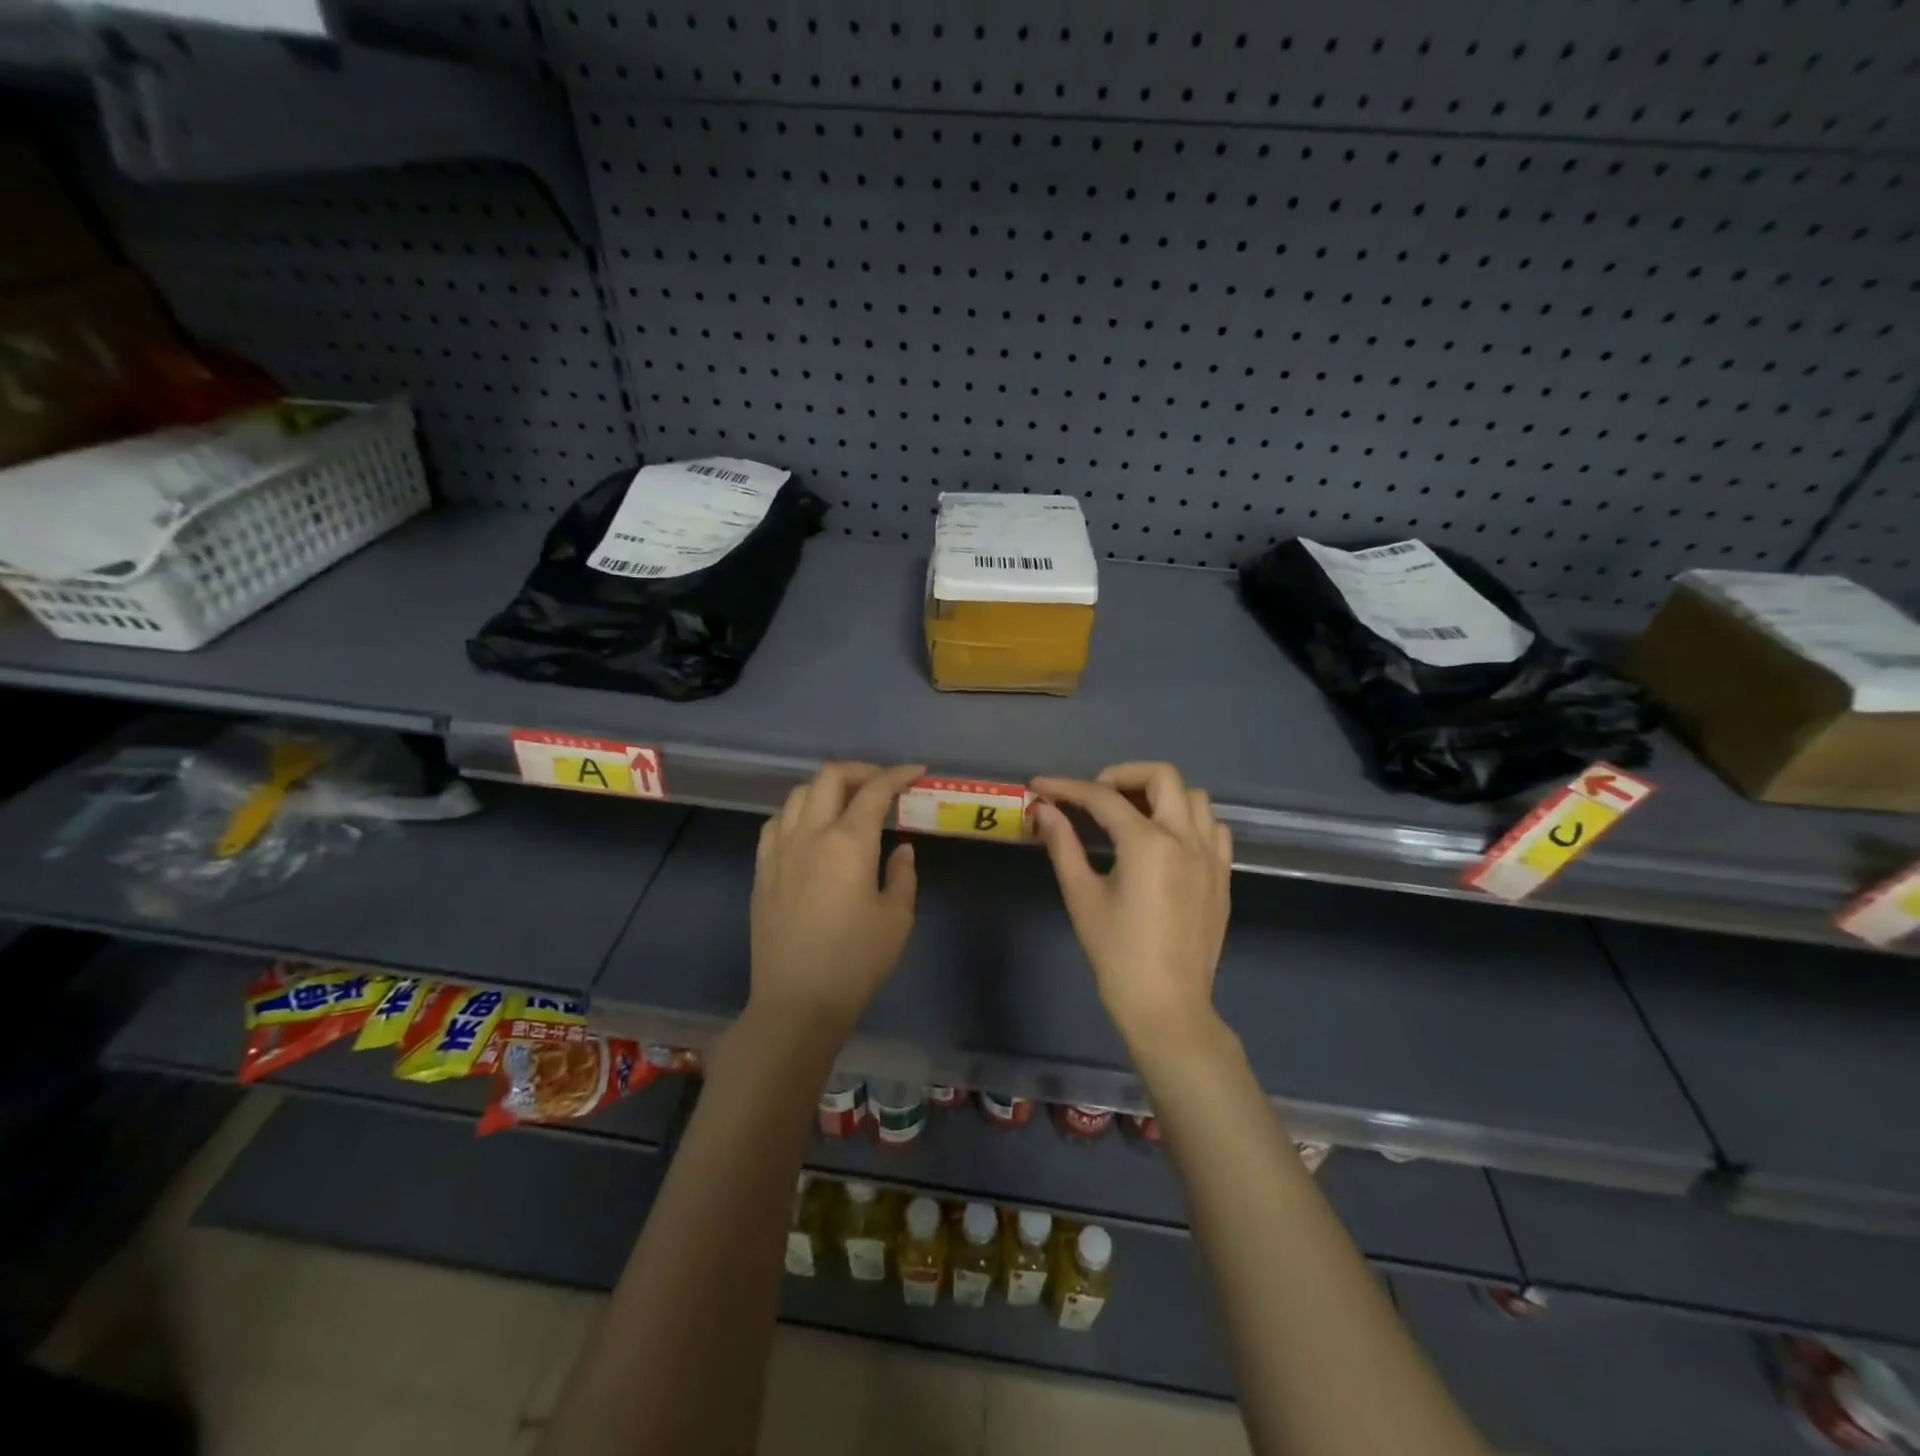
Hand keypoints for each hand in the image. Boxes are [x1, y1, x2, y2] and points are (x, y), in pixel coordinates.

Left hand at [750, 761, 925, 1033]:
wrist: (797, 1002)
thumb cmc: (855, 962)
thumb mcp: (897, 919)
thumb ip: (902, 874)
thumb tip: (899, 848)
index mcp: (847, 843)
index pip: (874, 790)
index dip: (897, 774)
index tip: (916, 772)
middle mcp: (809, 834)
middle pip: (829, 777)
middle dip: (860, 771)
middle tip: (882, 784)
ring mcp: (779, 851)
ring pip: (797, 794)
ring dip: (826, 788)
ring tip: (846, 804)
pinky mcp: (761, 871)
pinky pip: (775, 823)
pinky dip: (797, 813)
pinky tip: (809, 829)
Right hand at [1030, 762, 1233, 1048]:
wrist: (1167, 1007)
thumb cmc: (1117, 955)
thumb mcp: (1082, 897)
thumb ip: (1063, 845)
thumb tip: (1044, 810)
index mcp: (1148, 843)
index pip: (1102, 797)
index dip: (1066, 787)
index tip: (1040, 786)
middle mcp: (1185, 838)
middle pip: (1161, 776)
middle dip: (1121, 775)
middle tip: (1093, 796)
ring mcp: (1211, 856)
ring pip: (1194, 797)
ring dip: (1160, 794)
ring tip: (1130, 814)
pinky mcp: (1222, 876)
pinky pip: (1213, 828)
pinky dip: (1189, 820)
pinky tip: (1166, 840)